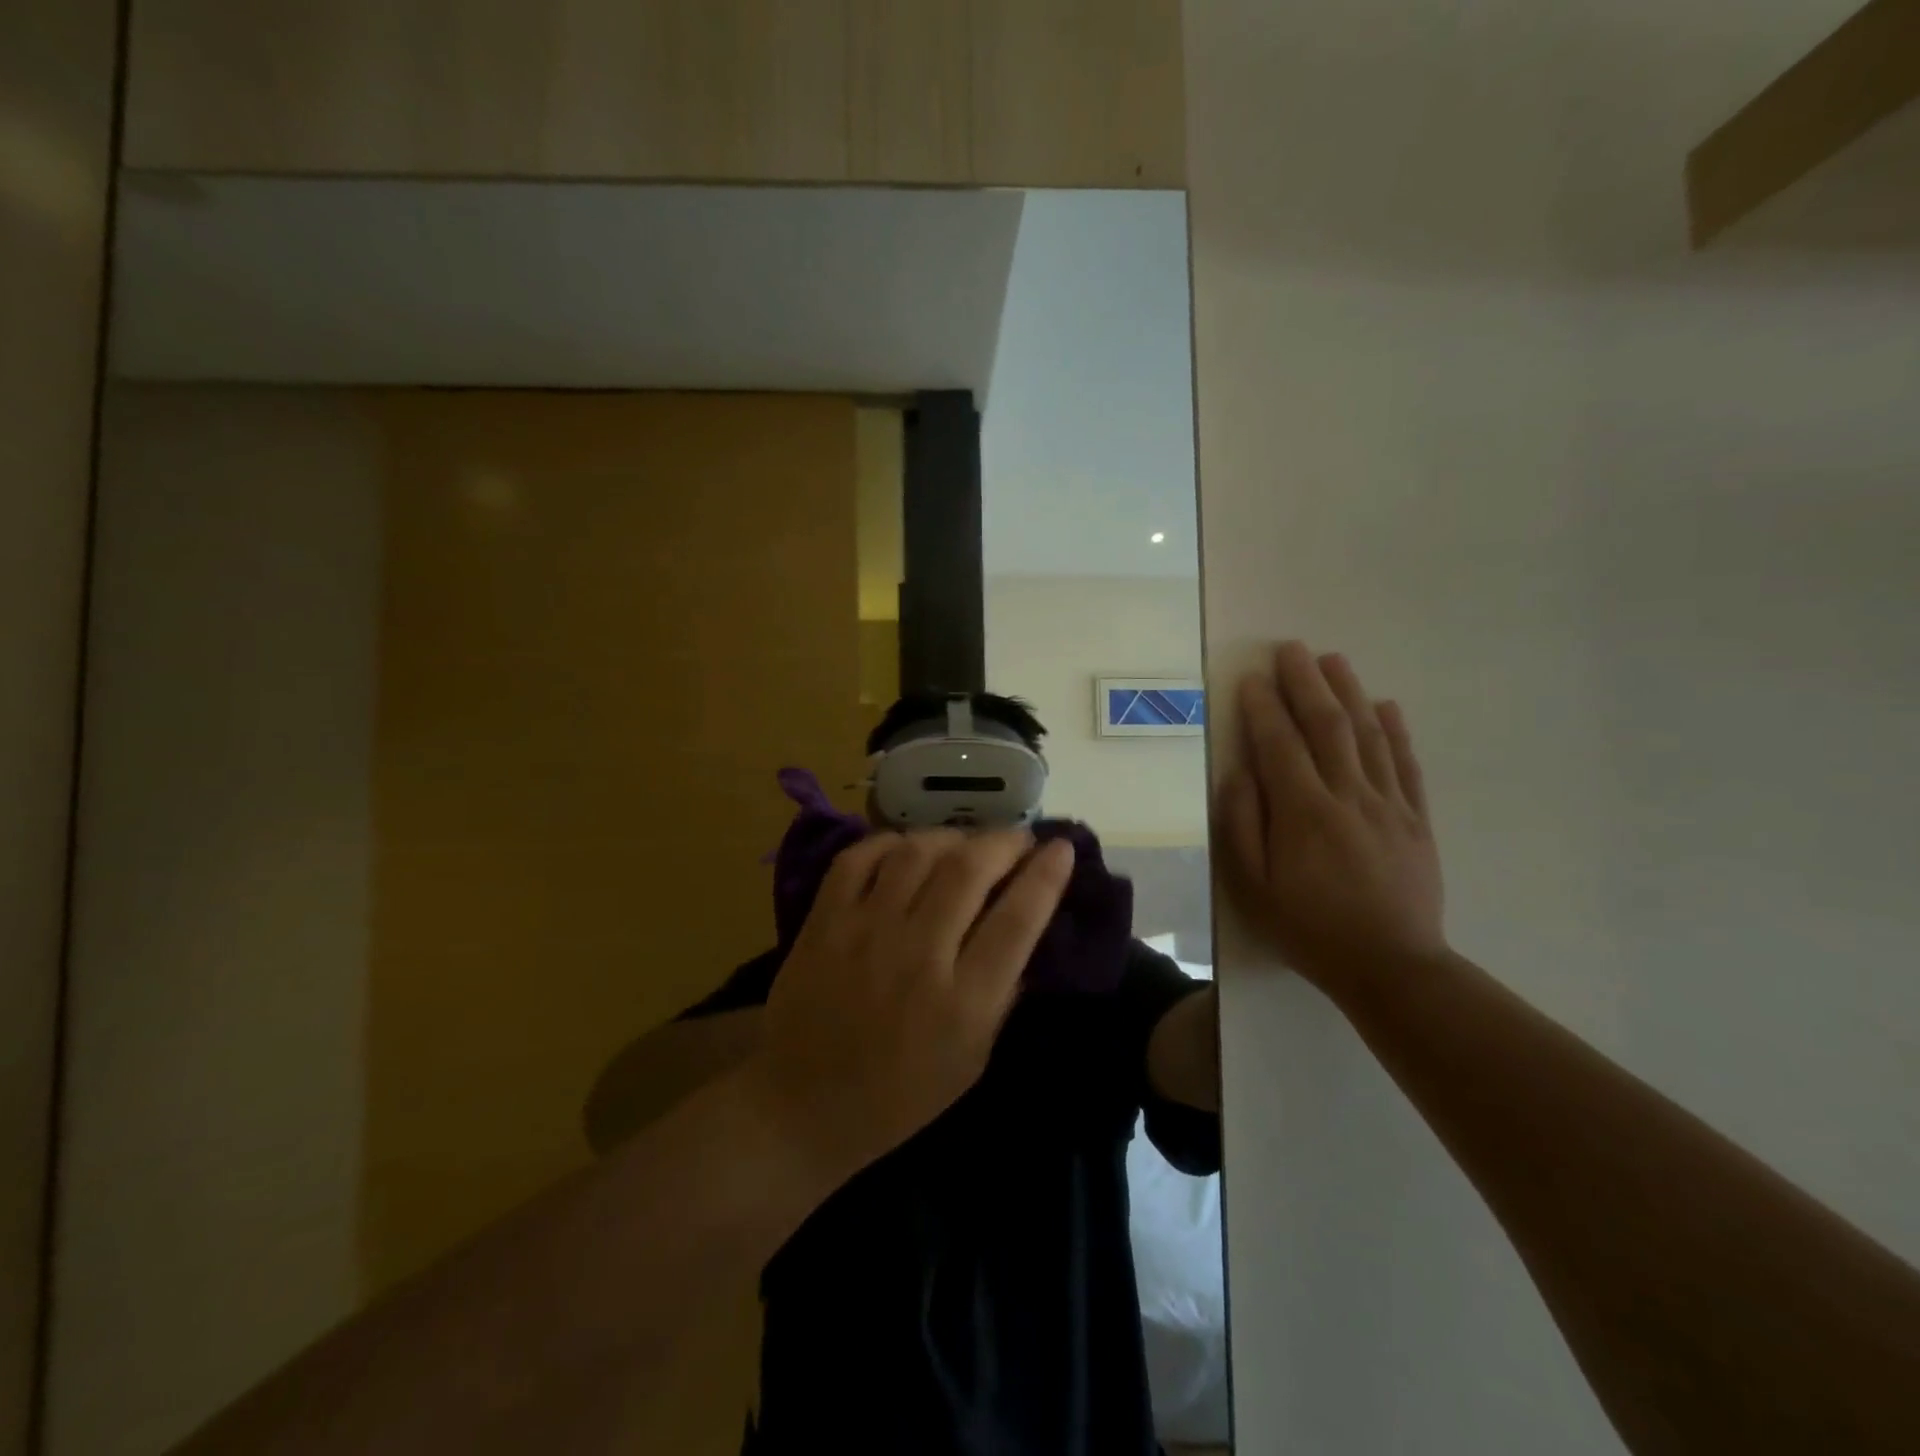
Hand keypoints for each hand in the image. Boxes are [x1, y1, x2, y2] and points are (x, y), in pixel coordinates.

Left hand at [742, 829, 1075, 1179]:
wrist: (801, 1108)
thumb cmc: (898, 1096)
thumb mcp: (971, 1060)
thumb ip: (1002, 994)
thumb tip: (1026, 931)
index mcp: (963, 1002)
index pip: (1018, 920)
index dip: (1046, 875)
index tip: (1062, 848)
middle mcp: (918, 956)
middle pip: (970, 870)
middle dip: (1005, 842)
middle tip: (1018, 839)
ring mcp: (865, 932)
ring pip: (917, 853)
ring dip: (952, 836)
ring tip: (965, 843)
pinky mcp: (823, 921)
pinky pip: (859, 857)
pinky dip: (888, 842)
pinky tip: (906, 848)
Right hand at [1216, 642, 1445, 1000]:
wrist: (1391, 966)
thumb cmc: (1308, 927)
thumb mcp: (1253, 886)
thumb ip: (1242, 825)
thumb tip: (1239, 772)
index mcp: (1303, 812)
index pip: (1280, 744)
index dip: (1263, 708)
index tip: (1251, 678)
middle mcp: (1348, 796)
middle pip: (1327, 726)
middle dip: (1306, 683)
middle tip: (1291, 648)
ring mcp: (1389, 805)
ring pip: (1367, 735)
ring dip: (1349, 693)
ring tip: (1333, 660)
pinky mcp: (1416, 819)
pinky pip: (1405, 764)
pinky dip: (1395, 731)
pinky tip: (1386, 706)